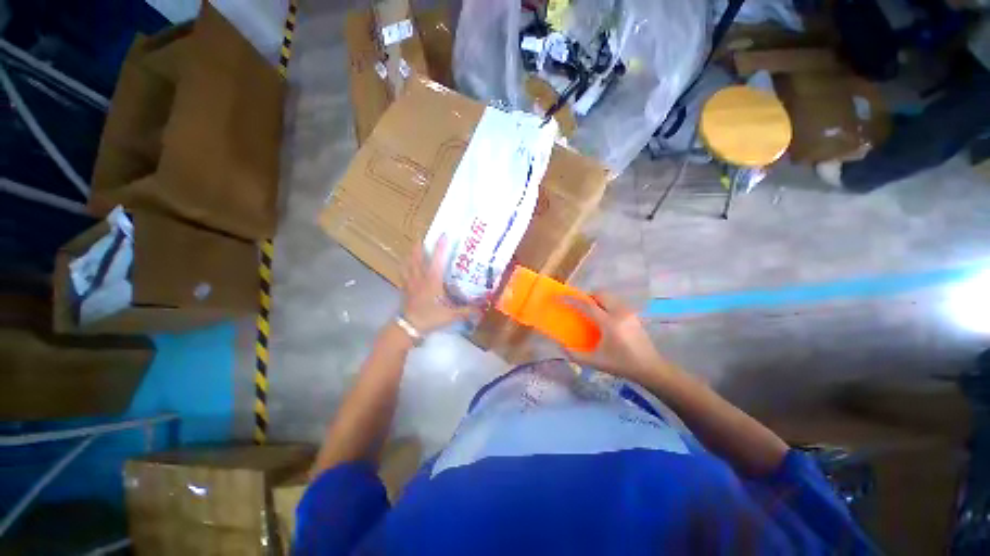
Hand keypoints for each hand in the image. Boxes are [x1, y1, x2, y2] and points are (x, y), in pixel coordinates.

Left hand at [399, 236, 474, 334]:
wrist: (408, 327)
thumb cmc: (430, 317)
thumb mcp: (451, 315)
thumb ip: (466, 311)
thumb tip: (482, 308)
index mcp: (432, 281)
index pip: (437, 260)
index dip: (440, 247)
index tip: (443, 234)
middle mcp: (420, 278)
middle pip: (417, 258)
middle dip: (420, 246)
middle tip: (423, 236)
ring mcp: (410, 283)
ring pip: (408, 264)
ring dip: (410, 254)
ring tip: (414, 247)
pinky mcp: (404, 289)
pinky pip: (403, 274)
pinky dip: (404, 267)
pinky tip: (405, 265)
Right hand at [561, 292, 671, 382]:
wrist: (650, 368)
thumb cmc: (622, 365)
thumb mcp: (596, 362)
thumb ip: (575, 355)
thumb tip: (560, 345)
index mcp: (609, 323)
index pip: (587, 305)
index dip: (571, 300)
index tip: (559, 297)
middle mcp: (619, 313)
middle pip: (599, 294)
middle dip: (585, 296)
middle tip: (577, 305)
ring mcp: (628, 313)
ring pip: (608, 297)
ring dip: (596, 299)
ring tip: (589, 310)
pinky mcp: (633, 315)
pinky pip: (615, 302)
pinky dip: (605, 304)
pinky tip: (603, 317)